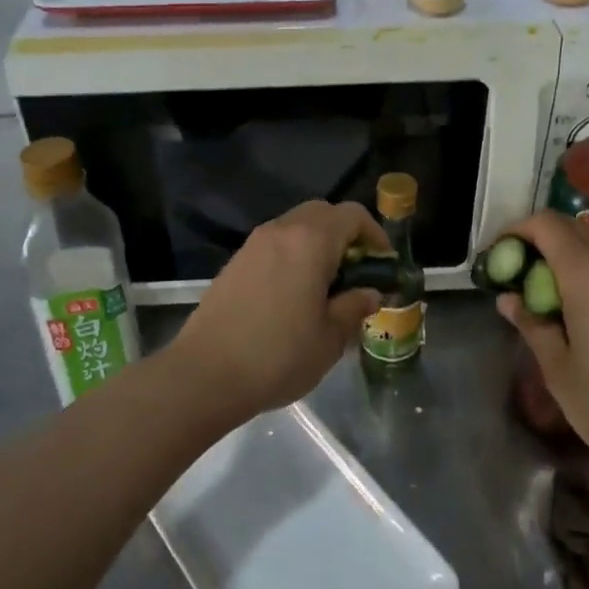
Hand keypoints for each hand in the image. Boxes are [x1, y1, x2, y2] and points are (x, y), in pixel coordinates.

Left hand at [168, 200, 387, 422]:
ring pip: (296, 228)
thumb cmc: (278, 355)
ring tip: (327, 288)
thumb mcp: (330, 337)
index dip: (375, 235)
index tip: (382, 267)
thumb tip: (369, 292)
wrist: (205, 375)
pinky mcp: (235, 264)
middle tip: (357, 274)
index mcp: (310, 241)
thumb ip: (355, 306)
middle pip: (322, 214)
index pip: (352, 215)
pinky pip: (275, 246)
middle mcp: (280, 231)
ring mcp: (253, 245)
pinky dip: (293, 257)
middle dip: (346, 236)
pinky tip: (294, 297)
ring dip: (318, 246)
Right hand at [497, 212, 588, 494]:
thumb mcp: (558, 370)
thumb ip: (531, 324)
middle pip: (571, 228)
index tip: (496, 258)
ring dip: (564, 255)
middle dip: (537, 241)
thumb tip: (509, 299)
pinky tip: (578, 310)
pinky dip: (588, 271)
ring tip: (543, 293)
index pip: (546, 224)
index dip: (515, 232)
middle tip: (514, 274)